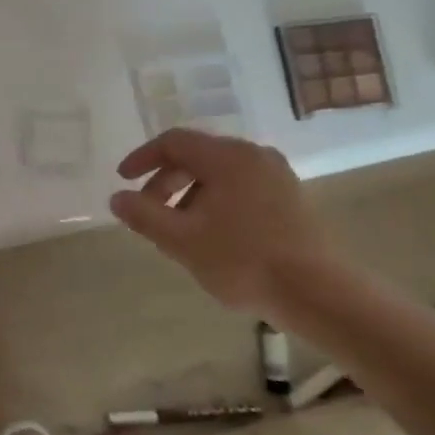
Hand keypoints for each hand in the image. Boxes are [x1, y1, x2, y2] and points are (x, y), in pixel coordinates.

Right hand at [110, 128, 342, 319]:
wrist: (316, 292)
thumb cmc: (242, 261)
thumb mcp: (182, 240)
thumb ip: (144, 215)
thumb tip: (117, 197)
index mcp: (227, 157)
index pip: (173, 142)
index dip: (142, 158)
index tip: (123, 181)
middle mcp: (253, 155)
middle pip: (197, 156)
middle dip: (165, 182)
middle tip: (148, 213)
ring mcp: (276, 175)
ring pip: (219, 174)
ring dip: (189, 196)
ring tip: (178, 232)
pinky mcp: (290, 197)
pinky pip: (241, 187)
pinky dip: (215, 202)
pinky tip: (212, 236)